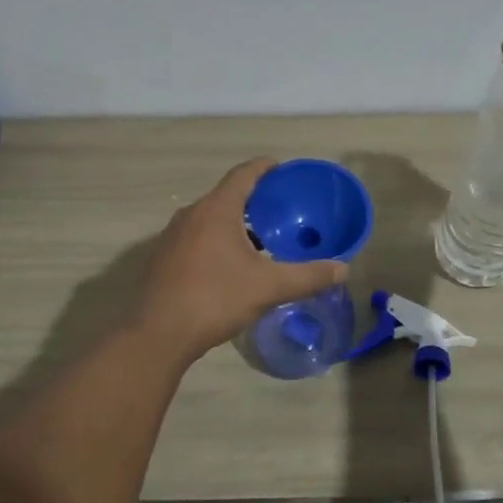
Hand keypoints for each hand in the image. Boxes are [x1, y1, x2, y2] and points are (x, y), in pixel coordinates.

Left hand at [135, 157, 349, 365]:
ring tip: (260, 240)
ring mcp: (173, 236)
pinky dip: (217, 240)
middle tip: (280, 210)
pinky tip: (230, 266)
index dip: (265, 168)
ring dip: (235, 223)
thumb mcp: (268, 288)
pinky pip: (196, 237)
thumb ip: (308, 276)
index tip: (282, 169)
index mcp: (216, 209)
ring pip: (210, 218)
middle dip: (254, 199)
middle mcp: (192, 214)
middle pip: (227, 195)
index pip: (243, 174)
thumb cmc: (215, 299)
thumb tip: (344, 268)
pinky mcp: (164, 258)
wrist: (157, 334)